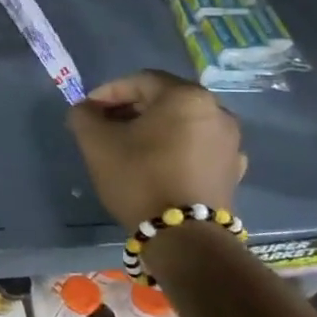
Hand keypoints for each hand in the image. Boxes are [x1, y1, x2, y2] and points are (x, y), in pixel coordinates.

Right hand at [67, 69, 246, 229]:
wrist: (184, 236)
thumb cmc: (139, 177)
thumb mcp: (96, 142)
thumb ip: (84, 115)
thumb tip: (85, 109)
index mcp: (186, 97)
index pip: (140, 80)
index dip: (109, 92)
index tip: (88, 110)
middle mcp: (217, 111)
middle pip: (164, 100)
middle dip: (130, 109)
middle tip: (104, 126)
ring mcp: (230, 142)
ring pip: (181, 124)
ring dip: (152, 129)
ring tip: (127, 147)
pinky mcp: (233, 170)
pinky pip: (197, 146)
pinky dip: (173, 148)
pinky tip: (155, 165)